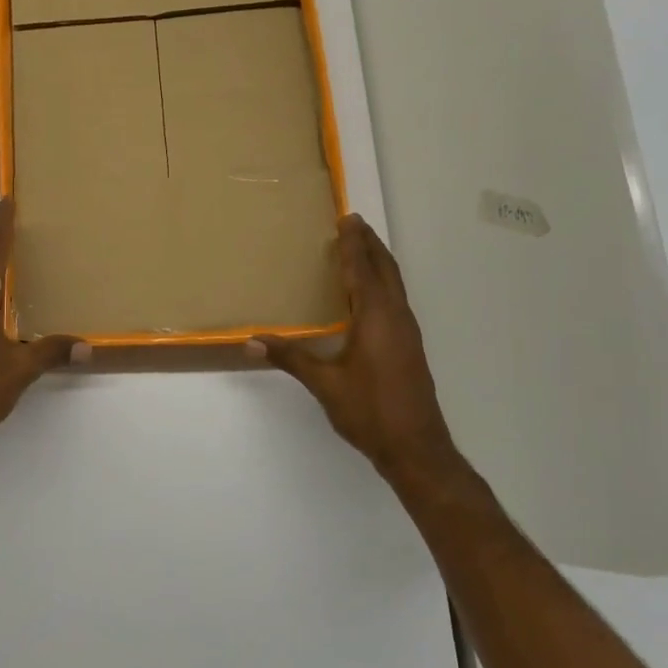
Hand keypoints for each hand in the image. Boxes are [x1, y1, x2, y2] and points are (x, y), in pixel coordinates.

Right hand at [257, 215, 465, 489]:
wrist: (416, 447)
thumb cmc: (369, 411)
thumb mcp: (324, 384)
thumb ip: (290, 358)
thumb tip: (250, 342)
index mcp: (376, 317)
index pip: (362, 270)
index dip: (352, 245)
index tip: (346, 220)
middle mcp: (396, 316)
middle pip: (385, 269)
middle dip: (370, 245)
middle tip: (354, 224)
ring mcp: (407, 331)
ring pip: (395, 284)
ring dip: (379, 262)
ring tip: (362, 249)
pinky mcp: (410, 345)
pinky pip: (396, 299)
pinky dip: (383, 283)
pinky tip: (371, 295)